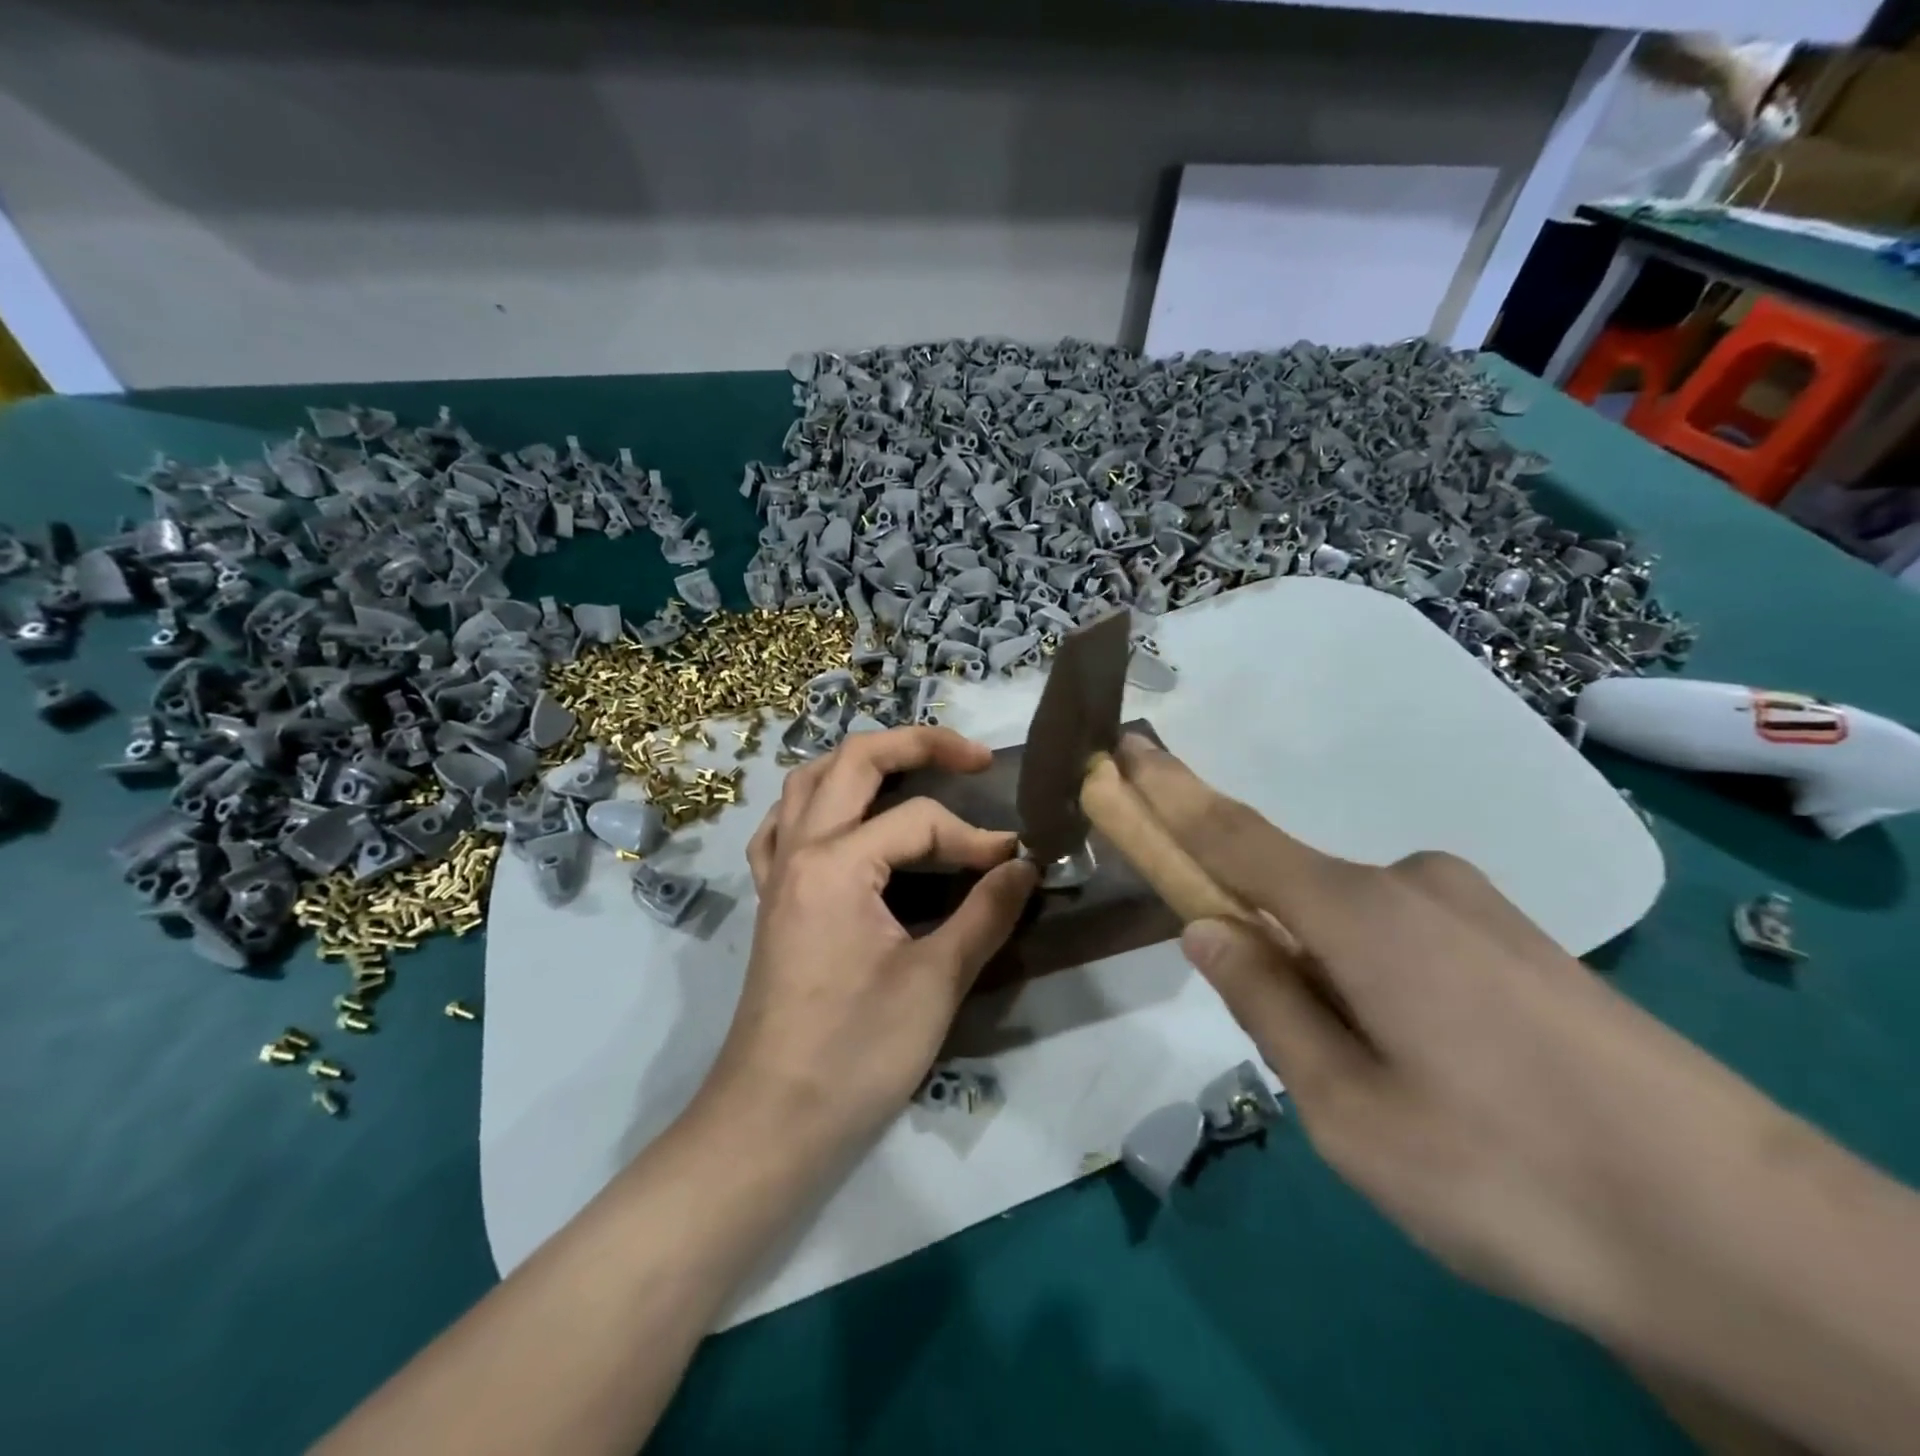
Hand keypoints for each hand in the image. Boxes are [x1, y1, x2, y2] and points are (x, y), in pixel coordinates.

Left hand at [705, 727, 1037, 1157]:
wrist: (772, 1120)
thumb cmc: (856, 1053)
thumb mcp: (935, 982)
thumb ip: (986, 914)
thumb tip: (1025, 866)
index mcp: (837, 863)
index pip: (920, 821)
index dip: (975, 837)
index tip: (1016, 863)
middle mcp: (799, 850)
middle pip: (853, 761)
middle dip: (917, 743)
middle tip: (971, 756)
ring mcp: (777, 871)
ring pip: (810, 781)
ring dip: (861, 763)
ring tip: (910, 770)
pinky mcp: (772, 898)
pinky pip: (785, 824)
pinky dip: (818, 804)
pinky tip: (845, 821)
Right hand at [1114, 735, 1822, 1338]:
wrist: (1755, 1245)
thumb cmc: (1512, 1178)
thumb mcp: (1350, 1113)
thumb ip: (1268, 1005)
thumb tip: (1205, 928)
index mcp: (1360, 916)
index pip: (1233, 835)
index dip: (1169, 792)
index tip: (1125, 749)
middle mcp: (1412, 884)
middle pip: (1290, 884)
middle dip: (1257, 932)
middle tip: (1290, 1038)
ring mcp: (1475, 908)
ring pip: (1352, 921)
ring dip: (1322, 972)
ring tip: (1376, 1084)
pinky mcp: (1520, 943)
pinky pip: (1405, 938)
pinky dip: (1374, 978)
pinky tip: (1429, 1064)